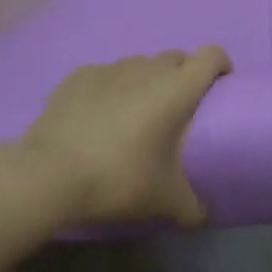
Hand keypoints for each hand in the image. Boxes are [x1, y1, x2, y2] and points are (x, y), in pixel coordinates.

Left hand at [18, 47, 231, 226]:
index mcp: (176, 89)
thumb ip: (194, 208)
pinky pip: (107, 75)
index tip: (221, 88)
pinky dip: (113, 89)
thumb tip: (204, 216)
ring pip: (140, 65)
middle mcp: (145, 68)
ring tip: (137, 116)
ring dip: (147, 82)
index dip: (221, 66)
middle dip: (184, 76)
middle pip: (176, 58)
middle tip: (179, 111)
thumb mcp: (166, 202)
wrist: (50, 173)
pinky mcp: (78, 76)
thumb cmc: (120, 179)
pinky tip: (100, 118)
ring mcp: (109, 68)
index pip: (211, 55)